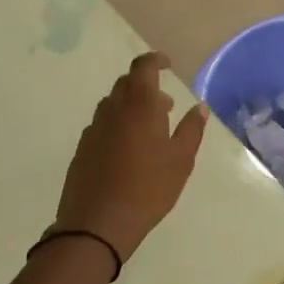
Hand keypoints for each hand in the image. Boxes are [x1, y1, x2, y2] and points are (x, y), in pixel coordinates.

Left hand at [52, 53, 208, 264]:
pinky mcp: (83, 147)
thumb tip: (200, 107)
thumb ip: (191, 130)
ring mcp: (94, 128)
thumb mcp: (181, 161)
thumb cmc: (148, 188)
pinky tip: (128, 151)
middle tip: (166, 106)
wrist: (98, 223)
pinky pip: (103, 125)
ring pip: (113, 104)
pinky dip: (118, 125)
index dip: (155, 60)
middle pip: (127, 83)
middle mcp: (113, 109)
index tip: (168, 65)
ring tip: (150, 131)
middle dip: (146, 86)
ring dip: (132, 107)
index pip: (143, 66)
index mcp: (139, 104)